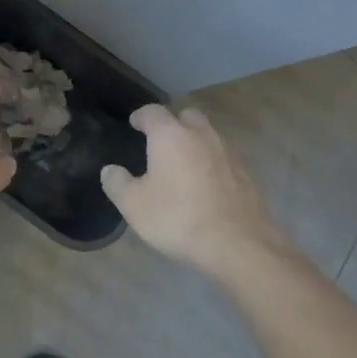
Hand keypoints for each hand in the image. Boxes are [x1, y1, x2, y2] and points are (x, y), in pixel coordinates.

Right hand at [100, 104, 292, 278]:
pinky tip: (205, 185)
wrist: (238, 245)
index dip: (141, 116)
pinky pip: (223, 158)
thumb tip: (110, 170)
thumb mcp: (134, 205)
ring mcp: (228, 153)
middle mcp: (202, 135)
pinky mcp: (246, 174)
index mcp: (171, 135)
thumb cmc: (178, 218)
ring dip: (194, 143)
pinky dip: (211, 163)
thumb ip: (117, 183)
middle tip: (160, 142)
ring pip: (208, 136)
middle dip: (173, 123)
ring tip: (182, 164)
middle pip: (186, 116)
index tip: (134, 124)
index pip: (153, 112)